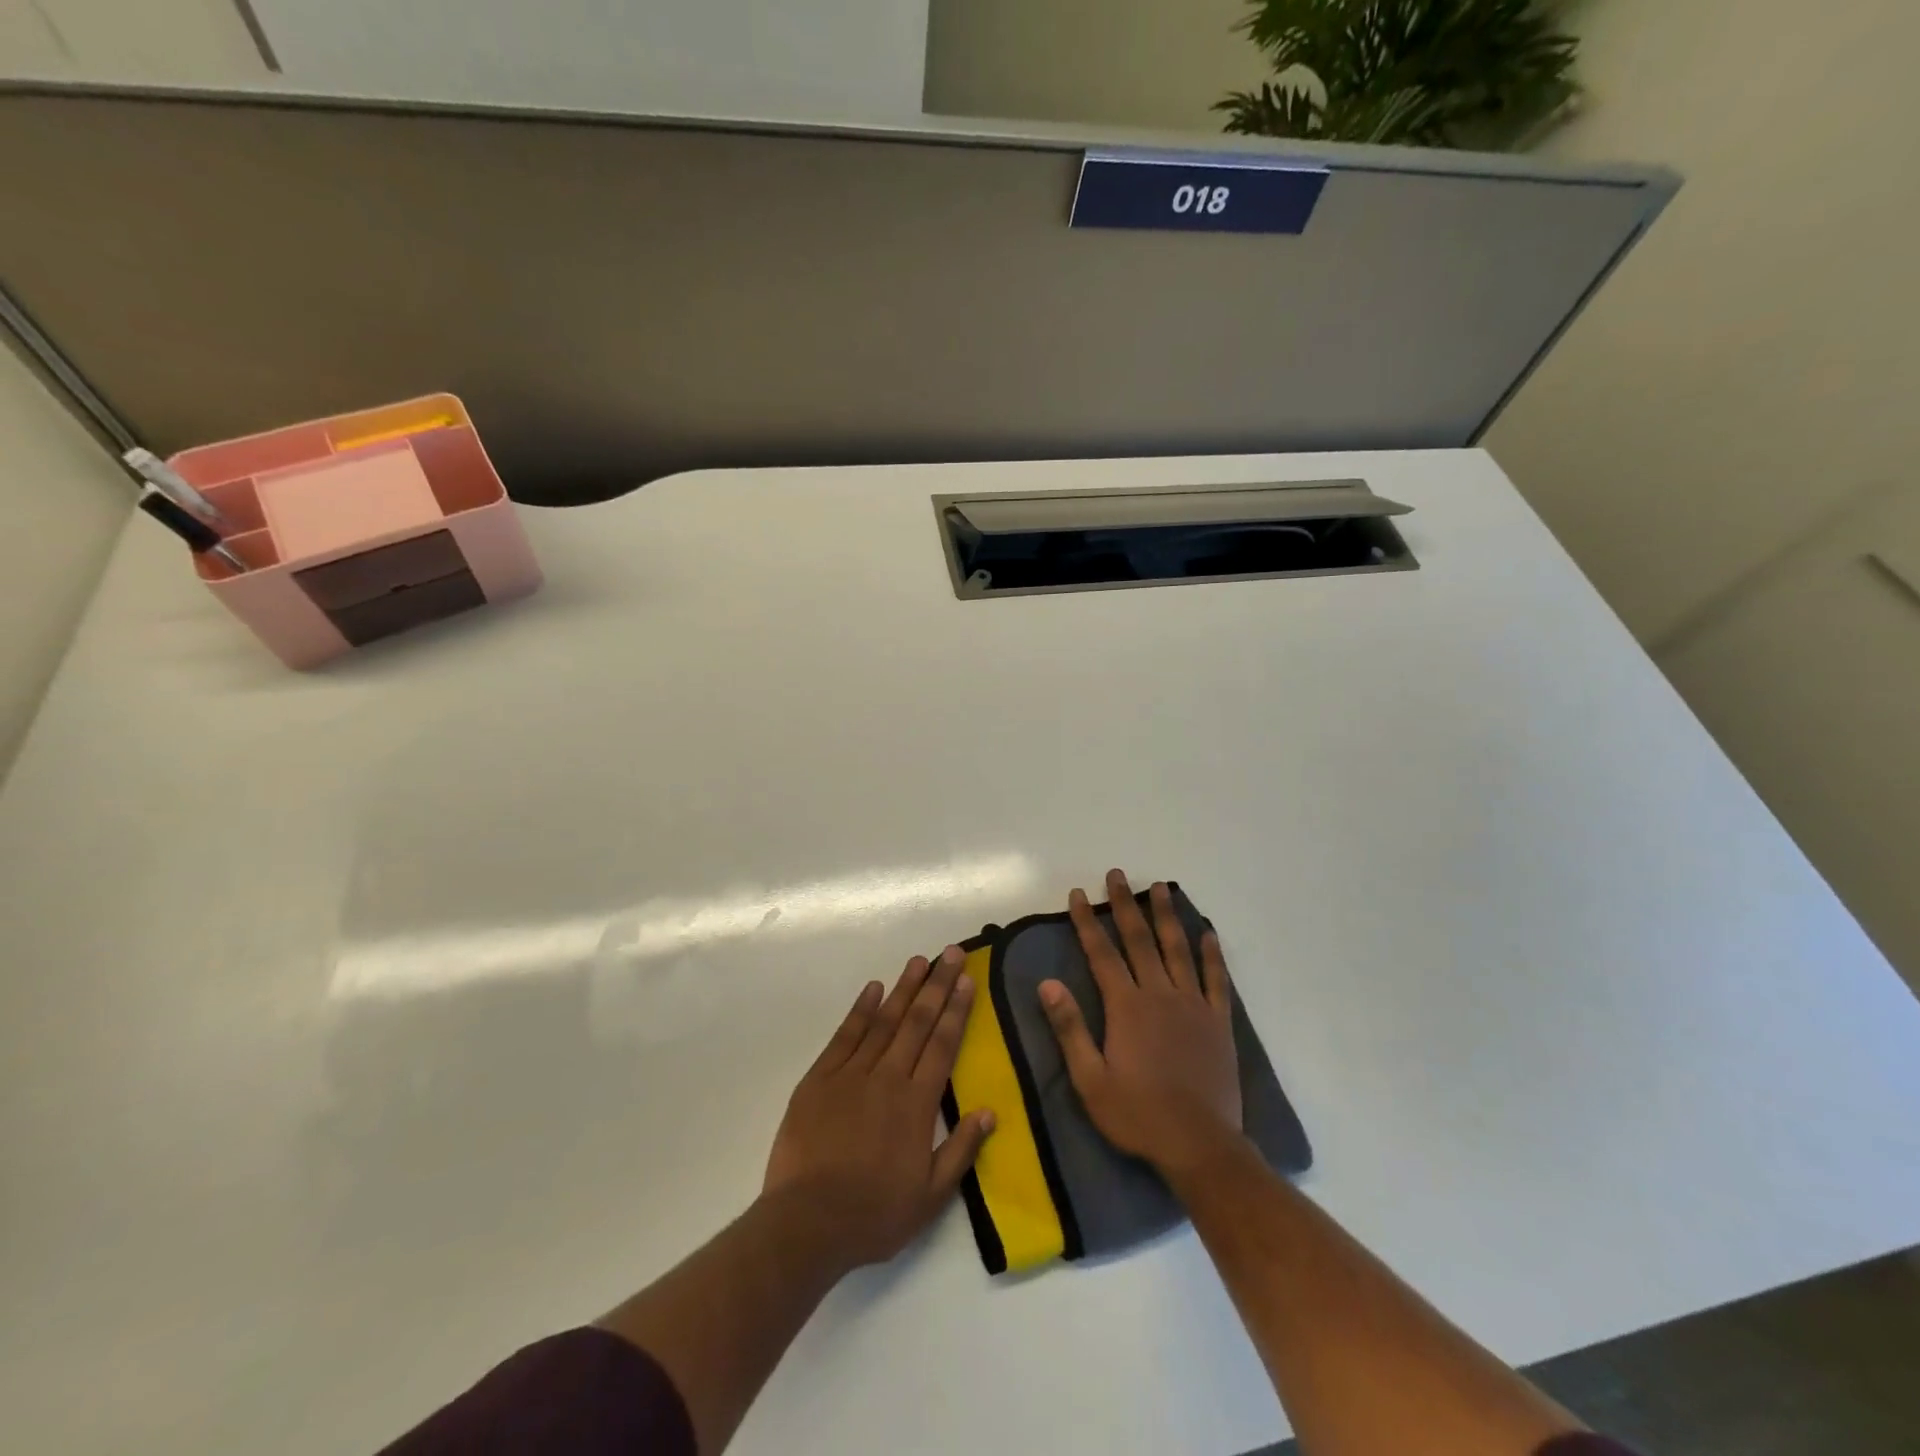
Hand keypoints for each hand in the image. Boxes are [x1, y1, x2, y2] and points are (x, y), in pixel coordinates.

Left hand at [763, 947, 995, 1271]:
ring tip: (918, 961)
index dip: (957, 1010)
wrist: (807, 1223)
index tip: (967, 980)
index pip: (942, 1045)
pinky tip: (872, 988)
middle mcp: (887, 1078)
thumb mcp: (930, 1197)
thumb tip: (989, 1112)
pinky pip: (844, 1036)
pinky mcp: (820, 1078)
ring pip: (883, 1021)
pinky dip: (860, 1010)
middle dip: (936, 985)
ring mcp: (851, 1074)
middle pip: (917, 1022)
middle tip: (950, 953)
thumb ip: (961, 1151)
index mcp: (917, 1104)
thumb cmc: (874, 1214)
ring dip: (903, 988)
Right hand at [1039, 870, 1241, 1174]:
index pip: (1102, 953)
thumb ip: (1070, 1028)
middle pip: (1140, 940)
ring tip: (1160, 887)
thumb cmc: (1138, 1115)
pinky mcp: (1218, 1022)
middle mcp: (1160, 994)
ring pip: (1178, 949)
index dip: (1086, 922)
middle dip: (1125, 905)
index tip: (1077, 894)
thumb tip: (1047, 983)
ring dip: (1167, 916)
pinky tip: (1207, 933)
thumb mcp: (1090, 1080)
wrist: (1200, 1146)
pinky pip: (1216, 979)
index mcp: (1127, 1007)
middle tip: (1117, 875)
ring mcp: (1193, 1005)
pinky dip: (1211, 954)